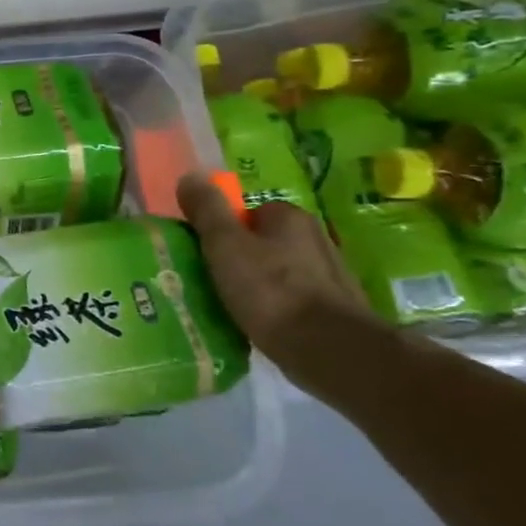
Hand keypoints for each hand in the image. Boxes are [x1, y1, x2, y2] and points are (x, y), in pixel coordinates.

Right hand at [177, 174, 375, 360]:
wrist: (329, 350)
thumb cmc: (270, 290)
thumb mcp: (224, 245)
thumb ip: (207, 210)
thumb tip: (189, 175)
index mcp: (289, 218)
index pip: (248, 211)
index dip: (223, 229)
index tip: (205, 252)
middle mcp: (315, 238)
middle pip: (264, 241)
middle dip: (240, 256)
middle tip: (213, 278)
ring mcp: (330, 275)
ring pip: (279, 271)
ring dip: (258, 283)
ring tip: (233, 304)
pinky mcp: (335, 308)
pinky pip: (293, 299)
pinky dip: (276, 306)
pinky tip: (260, 323)